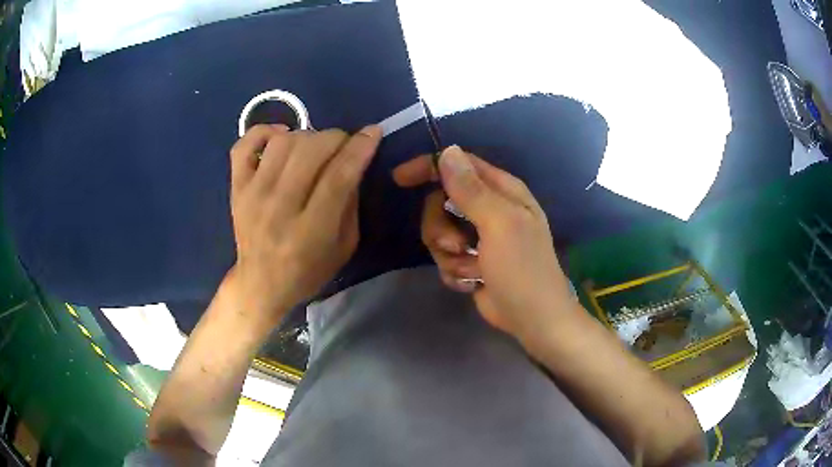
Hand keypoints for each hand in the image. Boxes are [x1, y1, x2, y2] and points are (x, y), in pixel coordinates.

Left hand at [230, 124, 381, 321]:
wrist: (260, 284)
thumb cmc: (308, 270)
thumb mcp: (345, 247)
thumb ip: (351, 203)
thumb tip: (353, 161)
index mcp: (310, 232)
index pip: (338, 177)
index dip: (359, 149)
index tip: (372, 133)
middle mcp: (278, 209)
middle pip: (310, 151)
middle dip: (335, 138)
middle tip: (343, 145)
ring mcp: (252, 195)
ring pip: (282, 143)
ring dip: (307, 135)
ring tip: (313, 147)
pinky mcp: (236, 188)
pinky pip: (244, 145)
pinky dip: (264, 131)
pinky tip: (280, 136)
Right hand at [393, 146, 573, 338]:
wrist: (532, 319)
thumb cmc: (523, 268)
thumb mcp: (499, 224)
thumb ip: (471, 190)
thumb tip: (448, 152)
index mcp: (502, 190)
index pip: (459, 164)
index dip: (429, 167)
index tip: (401, 179)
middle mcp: (489, 208)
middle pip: (441, 202)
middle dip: (440, 227)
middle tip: (457, 246)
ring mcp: (478, 236)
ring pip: (438, 232)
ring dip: (449, 255)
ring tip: (471, 270)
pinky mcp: (470, 261)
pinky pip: (444, 257)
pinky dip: (455, 272)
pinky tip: (474, 283)